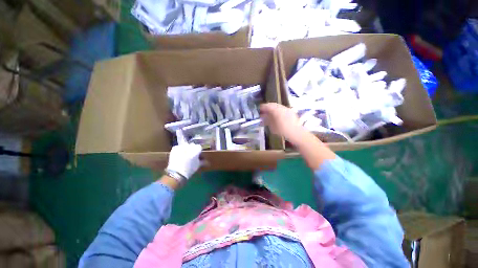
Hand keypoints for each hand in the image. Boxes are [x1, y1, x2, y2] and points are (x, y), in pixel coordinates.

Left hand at [166, 144, 202, 179]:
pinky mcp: (174, 148)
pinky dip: (179, 150)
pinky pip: (179, 147)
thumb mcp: (198, 165)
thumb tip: (207, 162)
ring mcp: (182, 146)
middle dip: (192, 150)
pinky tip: (179, 156)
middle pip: (192, 146)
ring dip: (186, 149)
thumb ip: (203, 161)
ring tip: (185, 156)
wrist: (176, 173)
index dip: (199, 152)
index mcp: (197, 148)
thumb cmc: (190, 169)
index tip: (199, 157)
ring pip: (185, 146)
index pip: (199, 147)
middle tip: (192, 157)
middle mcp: (190, 145)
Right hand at [260, 103, 303, 141]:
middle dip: (267, 108)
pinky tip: (276, 117)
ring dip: (272, 110)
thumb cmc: (282, 130)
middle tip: (263, 112)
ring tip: (269, 115)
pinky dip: (278, 111)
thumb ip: (266, 120)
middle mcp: (281, 107)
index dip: (262, 107)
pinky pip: (282, 109)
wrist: (296, 133)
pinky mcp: (291, 112)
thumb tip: (263, 117)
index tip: (258, 110)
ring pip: (277, 107)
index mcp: (275, 110)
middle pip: (272, 105)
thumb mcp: (271, 126)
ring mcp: (287, 109)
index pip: (267, 106)